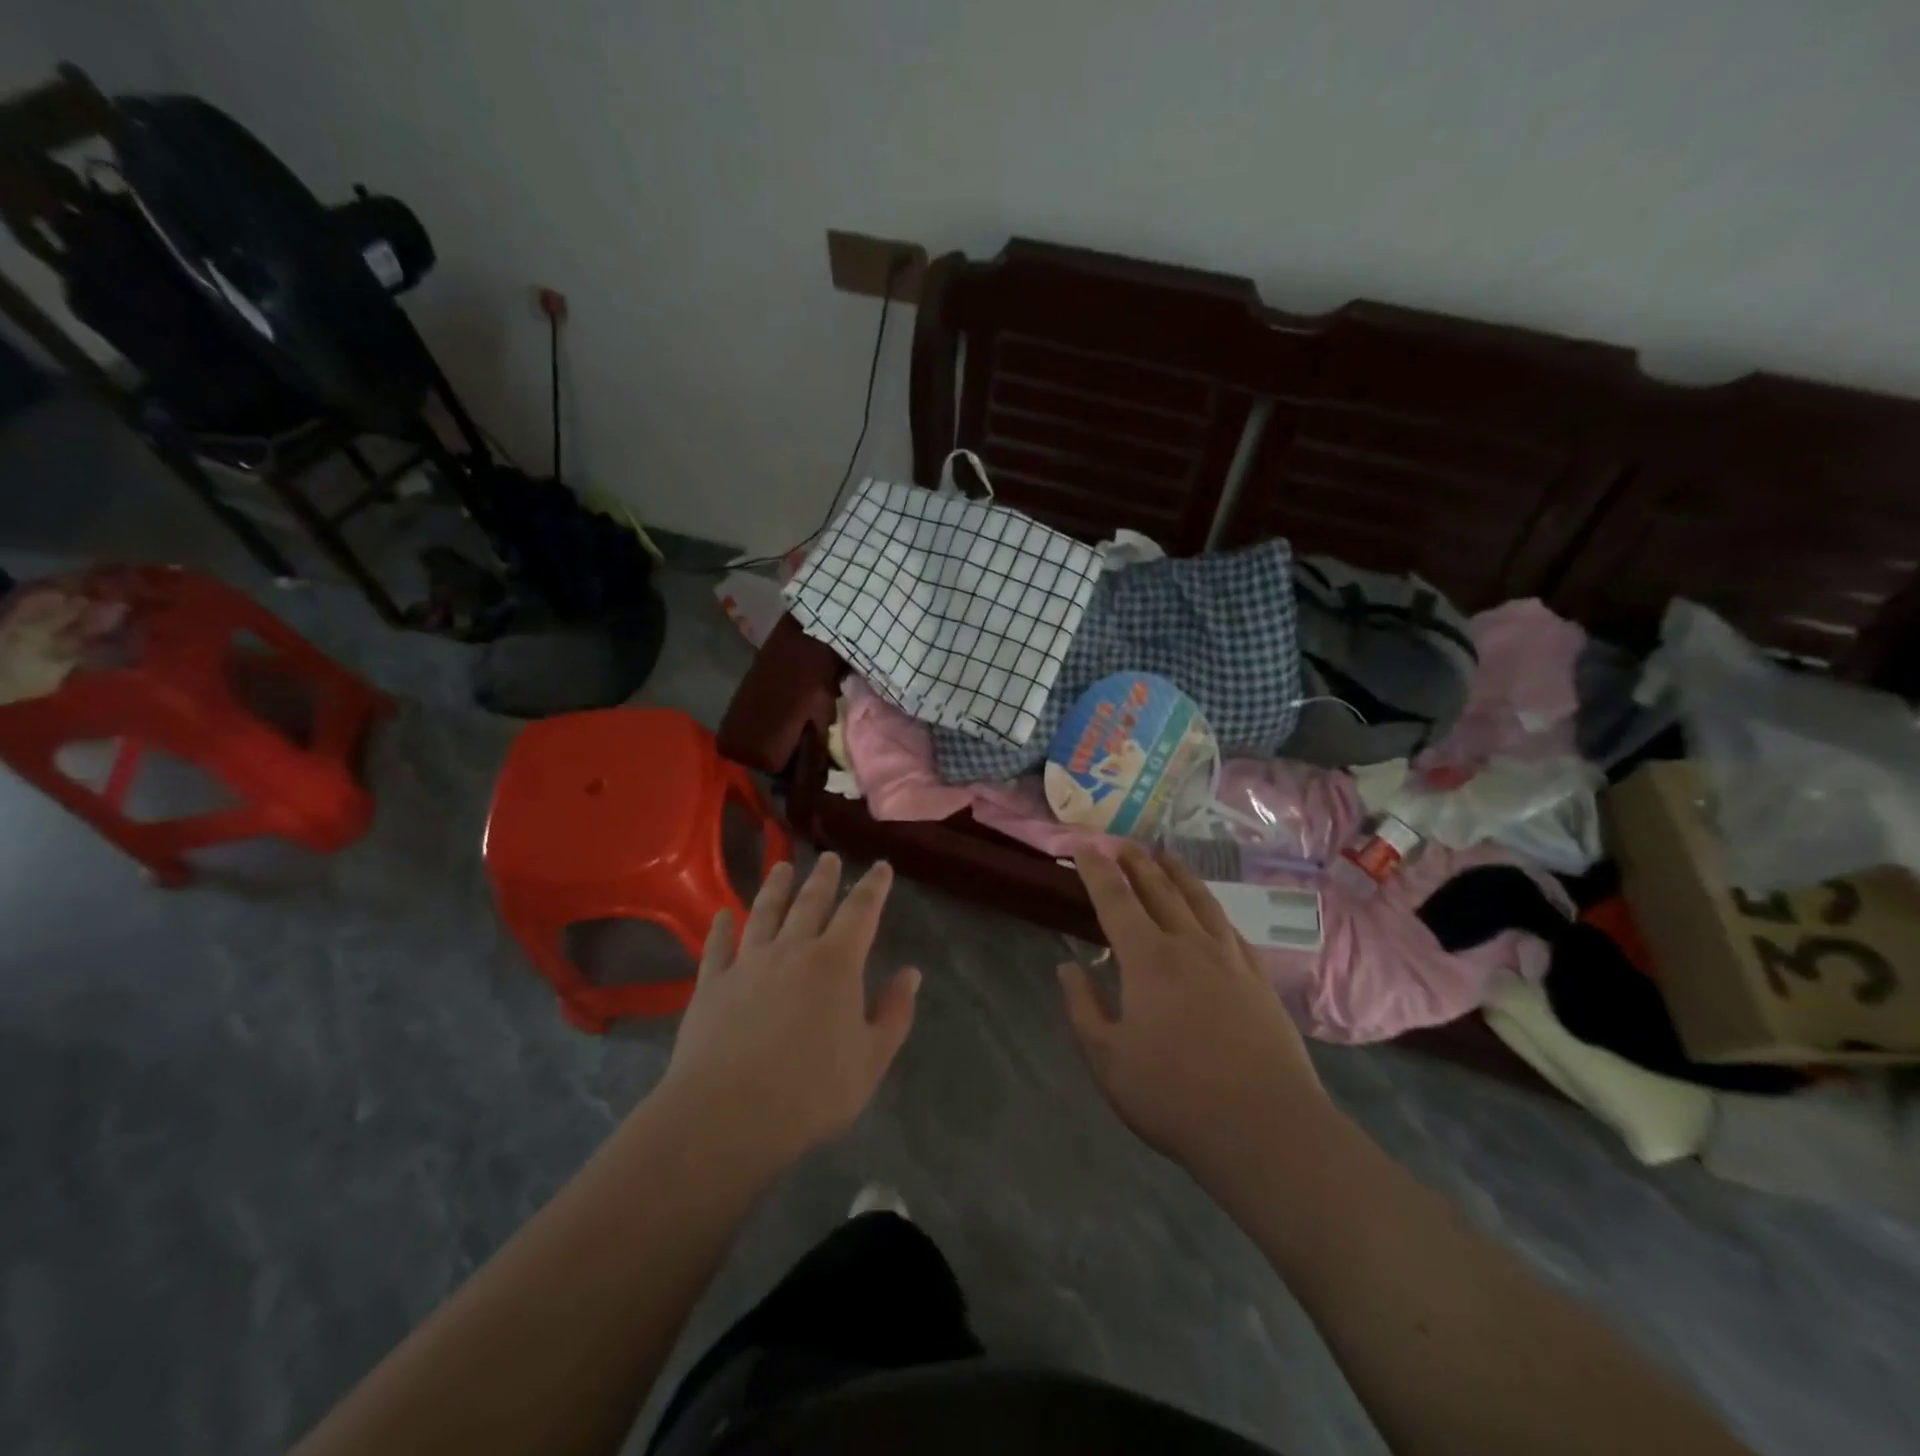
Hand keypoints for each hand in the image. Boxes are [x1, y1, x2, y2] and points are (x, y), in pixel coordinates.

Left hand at [660, 854, 918, 1165]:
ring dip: (775, 887)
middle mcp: (792, 950)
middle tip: (829, 858)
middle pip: (811, 902)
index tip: (880, 867)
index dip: (873, 886)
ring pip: (764, 913)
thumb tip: (911, 973)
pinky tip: (722, 914)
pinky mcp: (711, 985)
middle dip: (824, 878)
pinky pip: (717, 946)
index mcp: (836, 963)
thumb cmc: (810, 1091)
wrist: (727, 1116)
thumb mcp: (871, 1060)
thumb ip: (894, 1013)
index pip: (860, 911)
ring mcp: (747, 964)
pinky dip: (721, 927)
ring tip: (782, 866)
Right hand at [1059, 845, 1326, 1177]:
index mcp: (1148, 959)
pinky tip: (1212, 912)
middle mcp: (1189, 945)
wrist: (1266, 1127)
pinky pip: (1231, 929)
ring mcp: (1230, 959)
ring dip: (1178, 874)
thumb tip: (1068, 967)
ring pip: (1200, 901)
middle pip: (1159, 890)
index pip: (1115, 900)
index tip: (1084, 846)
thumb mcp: (1108, 1059)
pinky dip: (1213, 909)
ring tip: (1165, 856)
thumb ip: (1083, 1008)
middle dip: (1136, 863)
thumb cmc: (1175, 1095)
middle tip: (1121, 843)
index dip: (1097, 870)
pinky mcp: (1259, 980)